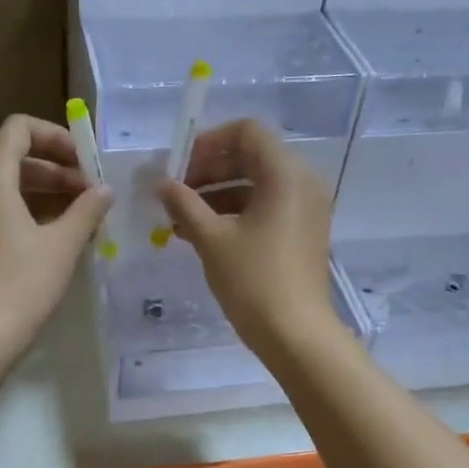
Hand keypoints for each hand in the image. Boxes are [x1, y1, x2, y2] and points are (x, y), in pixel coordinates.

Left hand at [0, 113, 110, 358]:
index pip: (20, 128)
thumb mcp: (63, 243)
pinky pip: (13, 210)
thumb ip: (87, 208)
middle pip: (21, 156)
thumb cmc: (23, 282)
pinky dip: (41, 212)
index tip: (86, 161)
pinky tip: (70, 234)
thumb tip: (105, 189)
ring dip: (54, 191)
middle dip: (60, 167)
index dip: (55, 136)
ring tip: (90, 213)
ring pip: (18, 186)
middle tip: (95, 191)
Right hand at [157, 119, 342, 360]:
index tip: (179, 166)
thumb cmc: (254, 281)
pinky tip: (200, 234)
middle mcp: (302, 182)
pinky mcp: (302, 232)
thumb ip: (185, 204)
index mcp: (285, 173)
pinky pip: (266, 207)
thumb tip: (163, 184)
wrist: (297, 335)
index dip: (209, 142)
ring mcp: (305, 208)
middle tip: (174, 192)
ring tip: (178, 219)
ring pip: (256, 184)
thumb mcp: (212, 239)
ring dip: (216, 195)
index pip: (247, 132)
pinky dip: (234, 213)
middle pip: (251, 157)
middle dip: (208, 170)